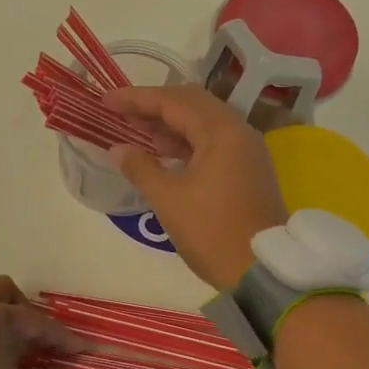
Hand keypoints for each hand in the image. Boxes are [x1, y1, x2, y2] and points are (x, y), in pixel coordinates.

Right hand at [103, 85, 289, 290]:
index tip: (106, 101)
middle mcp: (238, 131)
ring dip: (170, 122)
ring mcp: (246, 150)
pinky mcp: (248, 168)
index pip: (173, 101)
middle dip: (154, 105)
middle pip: (192, 103)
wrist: (262, 270)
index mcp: (221, 132)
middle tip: (121, 113)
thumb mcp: (168, 200)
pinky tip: (164, 151)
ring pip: (203, 121)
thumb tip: (117, 149)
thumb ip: (140, 167)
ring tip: (136, 130)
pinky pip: (213, 141)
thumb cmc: (212, 232)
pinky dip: (186, 140)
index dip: (136, 98)